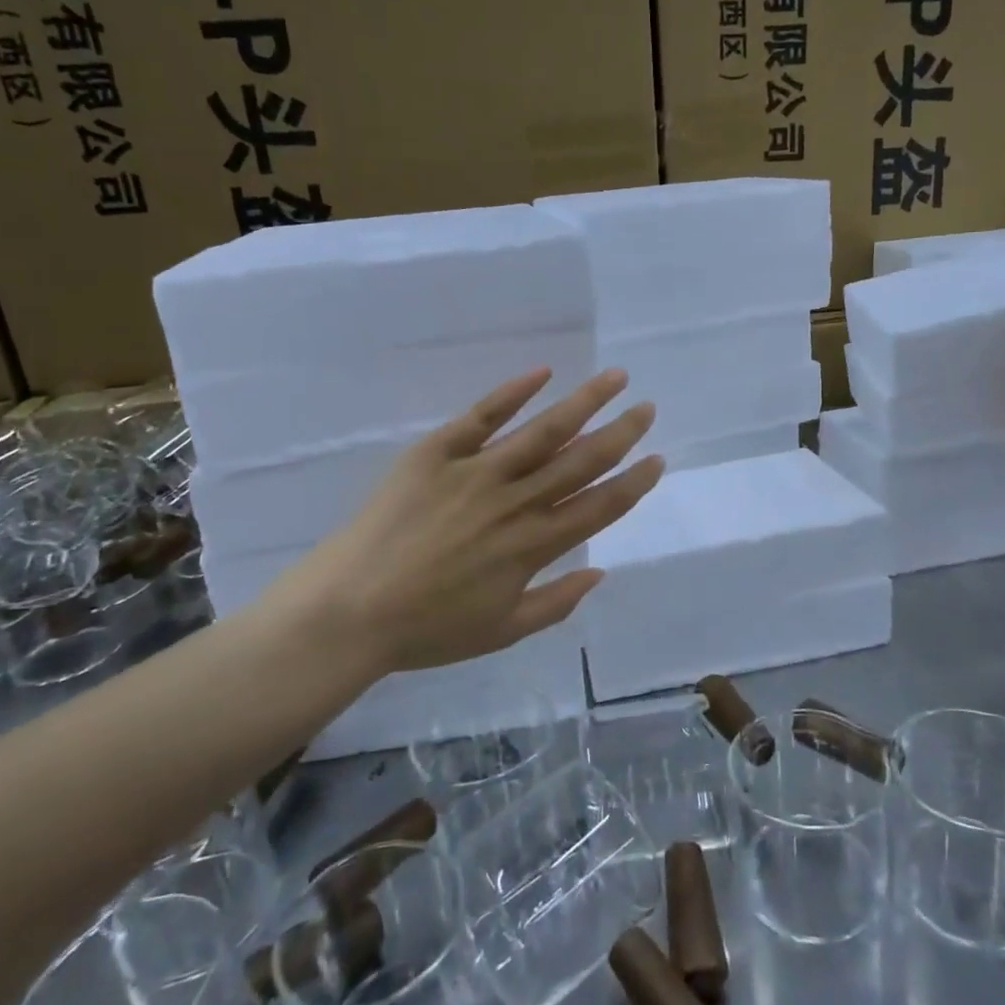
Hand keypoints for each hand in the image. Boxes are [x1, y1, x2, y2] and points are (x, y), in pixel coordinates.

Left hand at [258, 368, 663, 677]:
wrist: (348, 610)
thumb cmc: (426, 630)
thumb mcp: (501, 632)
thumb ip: (556, 603)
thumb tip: (600, 572)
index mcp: (532, 546)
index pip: (597, 507)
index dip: (632, 483)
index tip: (657, 460)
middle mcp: (514, 502)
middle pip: (580, 461)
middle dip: (620, 433)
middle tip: (648, 408)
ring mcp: (476, 473)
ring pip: (542, 431)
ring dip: (584, 402)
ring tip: (615, 378)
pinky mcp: (437, 453)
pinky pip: (481, 417)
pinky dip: (512, 393)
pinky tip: (542, 372)